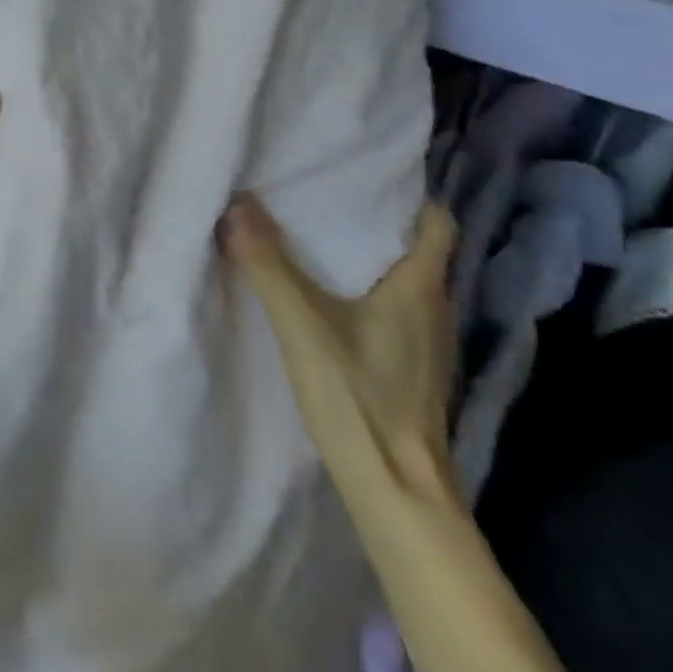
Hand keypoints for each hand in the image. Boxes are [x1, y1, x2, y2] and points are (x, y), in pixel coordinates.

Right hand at [219, 194, 461, 505]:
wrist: (399, 492)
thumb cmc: (359, 398)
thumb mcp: (301, 325)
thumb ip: (267, 265)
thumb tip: (236, 206)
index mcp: (421, 289)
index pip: (436, 224)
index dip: (406, 197)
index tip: (359, 178)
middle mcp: (435, 310)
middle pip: (415, 249)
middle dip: (372, 222)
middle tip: (319, 199)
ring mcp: (428, 344)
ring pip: (403, 281)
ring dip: (367, 258)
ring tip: (315, 240)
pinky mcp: (412, 369)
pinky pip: (394, 310)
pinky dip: (366, 292)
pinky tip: (328, 299)